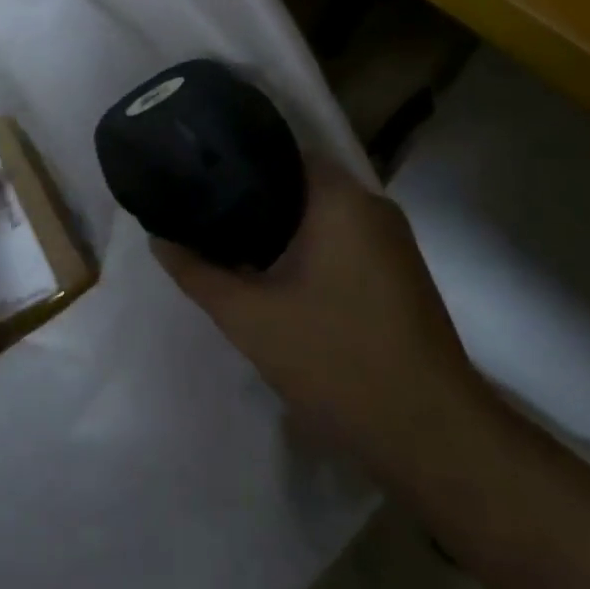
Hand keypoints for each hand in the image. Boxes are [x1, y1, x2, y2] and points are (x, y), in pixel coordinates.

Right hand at [154, 162, 489, 488]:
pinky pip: (343, 241)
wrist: (431, 436)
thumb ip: (198, 273)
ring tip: (229, 241)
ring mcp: (393, 242)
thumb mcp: (250, 318)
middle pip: (300, 183)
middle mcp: (373, 207)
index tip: (199, 176)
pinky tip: (276, 275)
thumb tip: (158, 239)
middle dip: (252, 197)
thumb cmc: (337, 360)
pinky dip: (308, 248)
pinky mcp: (400, 274)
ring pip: (322, 215)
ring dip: (280, 227)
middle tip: (204, 213)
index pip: (280, 151)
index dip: (236, 160)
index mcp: (342, 199)